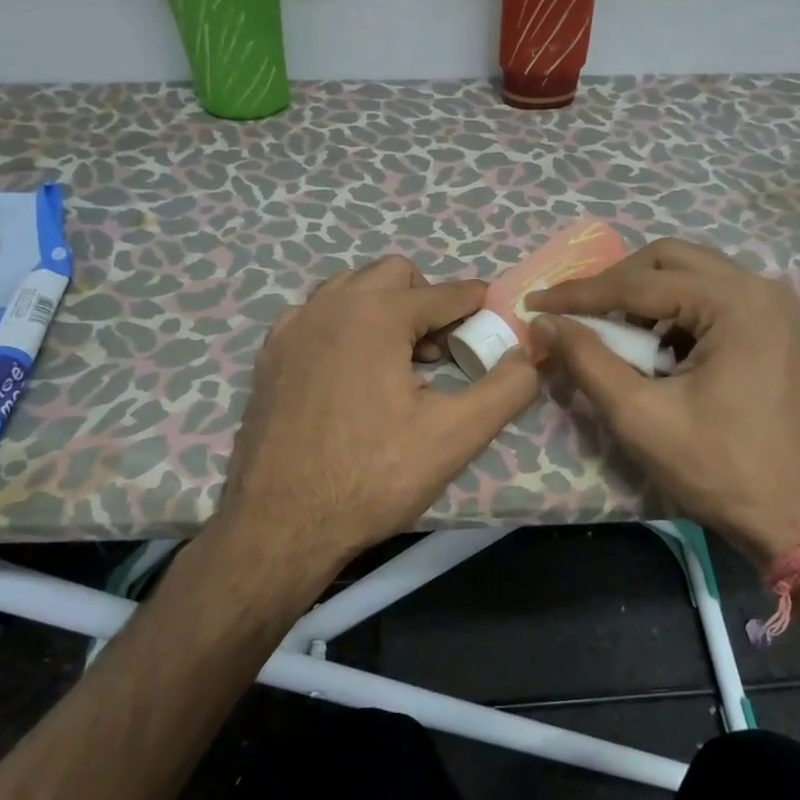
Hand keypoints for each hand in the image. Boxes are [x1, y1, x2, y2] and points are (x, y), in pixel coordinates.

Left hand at [215, 256, 538, 586]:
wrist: (280, 524)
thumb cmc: (372, 476)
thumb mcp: (456, 435)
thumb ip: (507, 387)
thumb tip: (529, 355)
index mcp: (376, 313)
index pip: (445, 292)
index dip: (477, 306)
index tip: (492, 324)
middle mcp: (329, 305)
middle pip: (394, 274)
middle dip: (426, 301)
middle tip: (440, 352)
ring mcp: (293, 327)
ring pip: (350, 289)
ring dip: (384, 309)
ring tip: (398, 363)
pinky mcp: (270, 355)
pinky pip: (317, 316)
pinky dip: (344, 328)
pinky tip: (351, 376)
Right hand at [530, 239, 799, 567]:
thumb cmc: (721, 470)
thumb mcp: (641, 416)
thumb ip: (588, 361)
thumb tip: (545, 322)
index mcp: (734, 302)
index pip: (637, 283)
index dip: (579, 293)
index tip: (534, 303)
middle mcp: (759, 288)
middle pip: (668, 261)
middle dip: (614, 284)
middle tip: (576, 315)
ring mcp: (774, 308)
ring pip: (691, 276)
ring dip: (644, 298)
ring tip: (612, 337)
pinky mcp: (776, 330)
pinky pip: (712, 300)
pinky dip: (674, 314)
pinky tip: (655, 351)